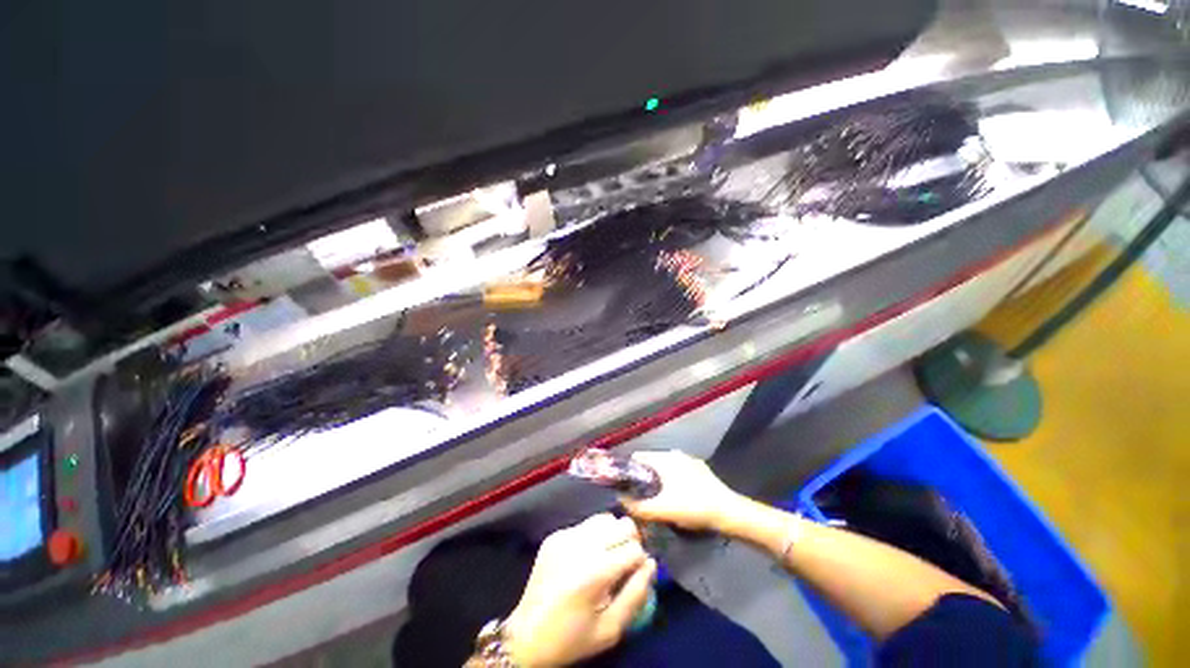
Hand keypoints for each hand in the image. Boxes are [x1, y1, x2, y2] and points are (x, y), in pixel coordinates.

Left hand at [504, 514, 656, 667]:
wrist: (525, 635)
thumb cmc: (571, 638)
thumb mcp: (610, 630)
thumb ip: (636, 595)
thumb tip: (651, 564)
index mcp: (595, 572)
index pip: (635, 549)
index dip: (640, 562)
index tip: (635, 575)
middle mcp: (581, 546)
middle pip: (622, 525)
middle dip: (630, 541)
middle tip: (624, 562)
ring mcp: (565, 536)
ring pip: (605, 518)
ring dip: (613, 534)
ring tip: (607, 556)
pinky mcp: (555, 535)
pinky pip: (586, 525)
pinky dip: (594, 536)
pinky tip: (586, 557)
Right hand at [619, 451, 742, 530]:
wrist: (729, 512)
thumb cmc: (693, 507)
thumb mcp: (662, 510)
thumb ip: (638, 507)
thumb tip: (620, 501)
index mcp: (665, 458)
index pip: (638, 457)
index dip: (628, 470)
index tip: (624, 485)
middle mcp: (675, 454)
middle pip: (651, 462)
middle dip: (643, 477)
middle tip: (639, 496)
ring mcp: (689, 461)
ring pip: (665, 468)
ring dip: (658, 480)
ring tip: (655, 499)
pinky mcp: (700, 470)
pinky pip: (678, 472)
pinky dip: (672, 482)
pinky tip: (675, 498)